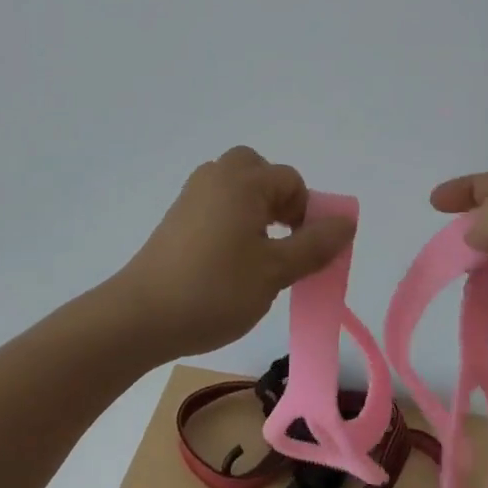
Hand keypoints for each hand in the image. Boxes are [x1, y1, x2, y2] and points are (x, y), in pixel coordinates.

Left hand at [116, 147, 356, 359]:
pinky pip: (216, 203)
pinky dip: (231, 219)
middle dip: (278, 201)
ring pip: (237, 187)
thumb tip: (347, 221)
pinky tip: (226, 260)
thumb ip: (315, 245)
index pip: (291, 181)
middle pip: (260, 171)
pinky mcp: (176, 216)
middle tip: (279, 240)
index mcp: (244, 181)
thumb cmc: (214, 290)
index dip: (306, 214)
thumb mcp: (275, 272)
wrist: (140, 317)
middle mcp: (217, 176)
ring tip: (256, 253)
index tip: (301, 252)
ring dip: (255, 210)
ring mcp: (192, 194)